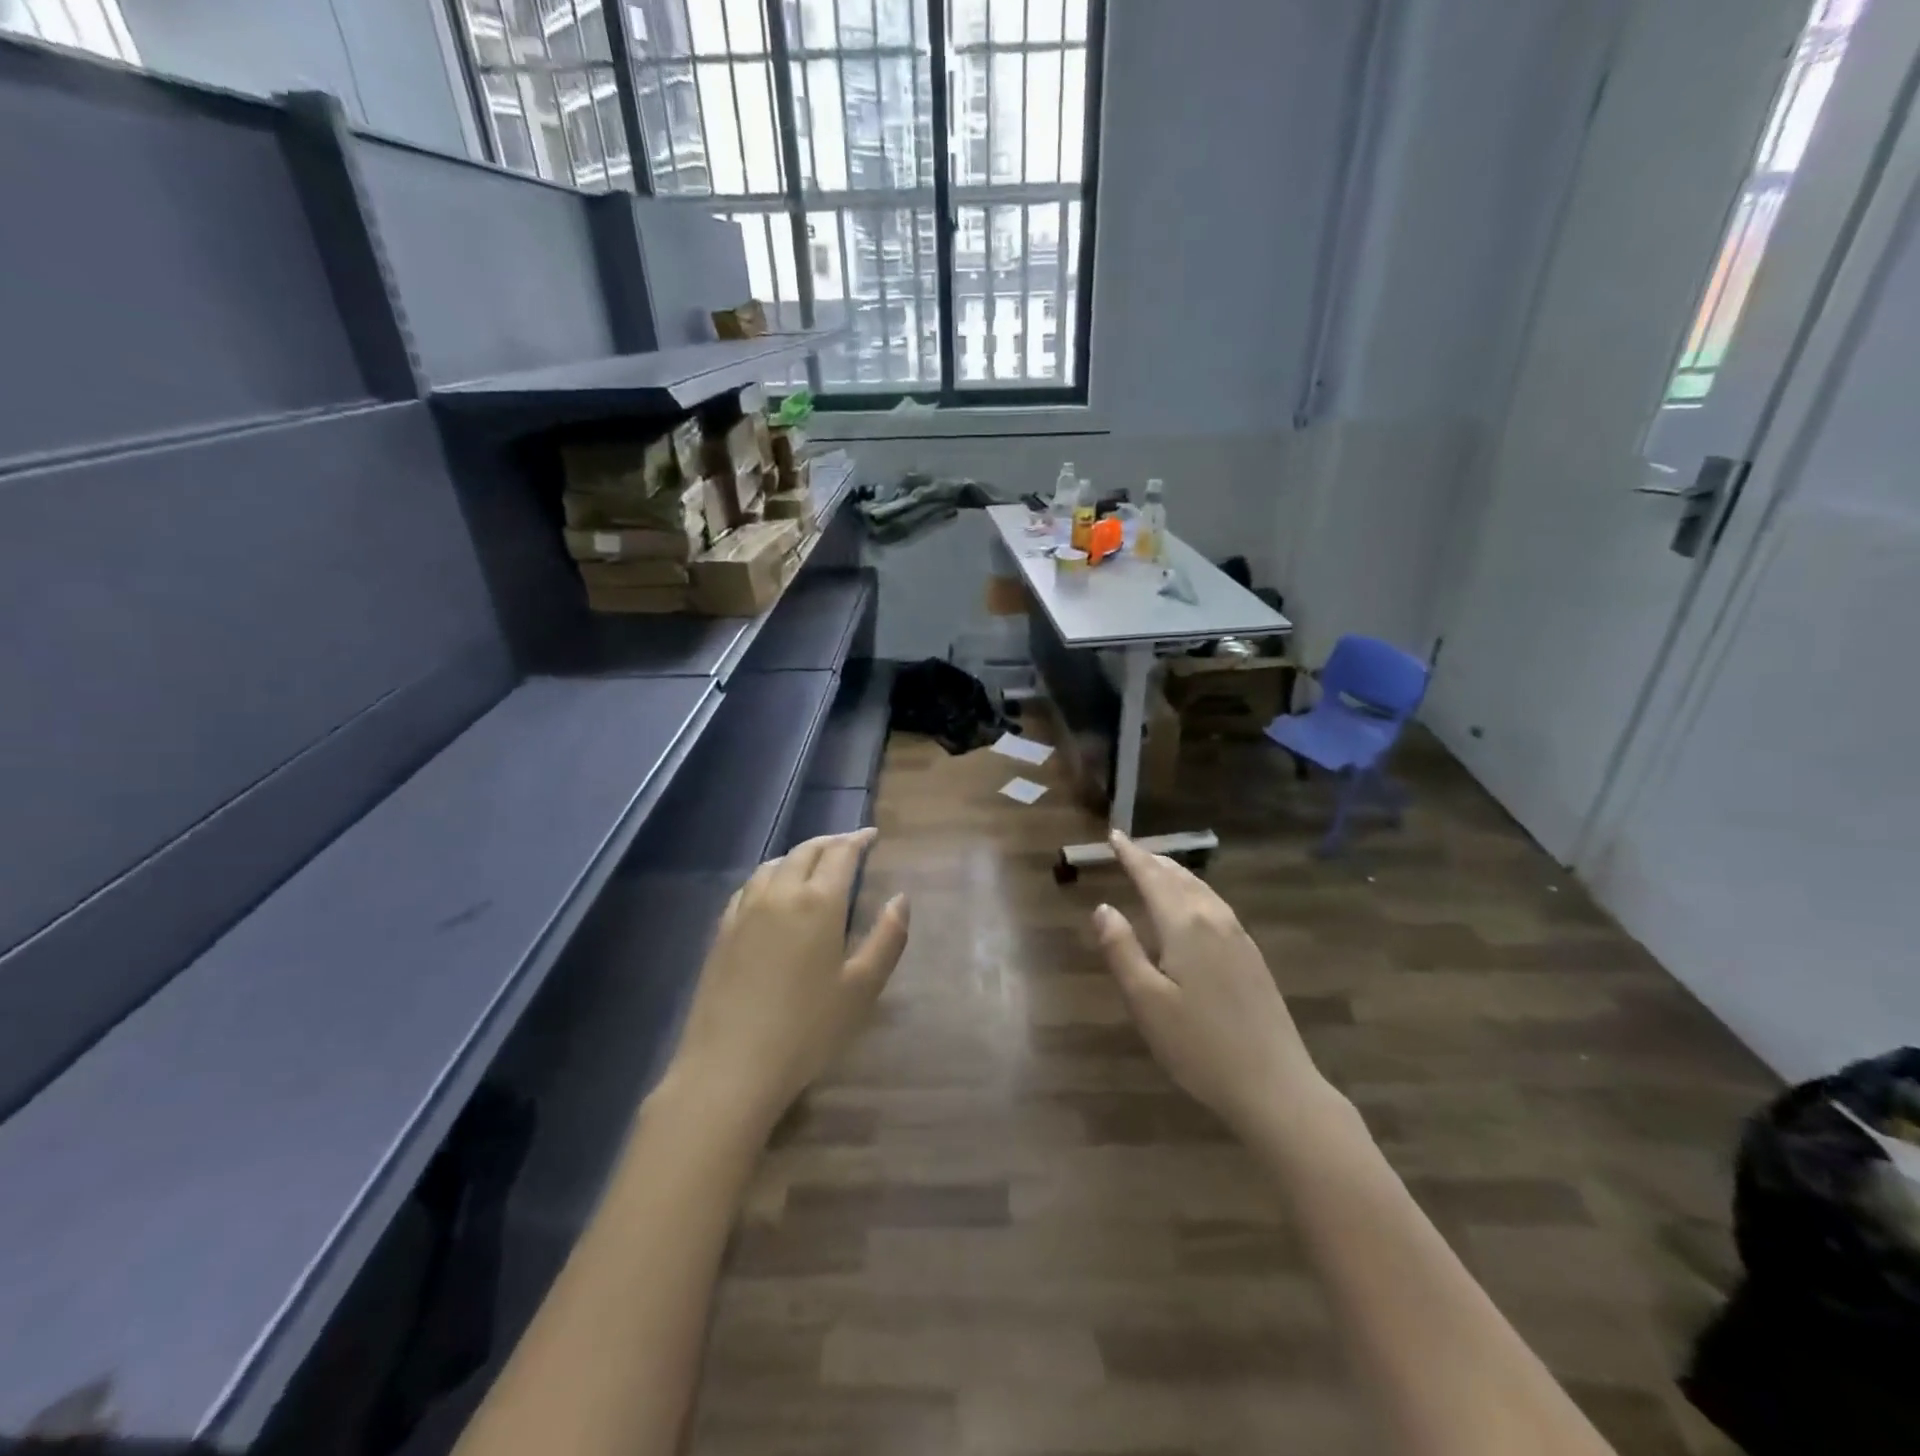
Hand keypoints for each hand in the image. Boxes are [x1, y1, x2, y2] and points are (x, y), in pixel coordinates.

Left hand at [663, 829, 908, 1134]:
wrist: (730, 1066)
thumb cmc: (807, 1029)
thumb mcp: (862, 988)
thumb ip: (887, 938)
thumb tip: (900, 898)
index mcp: (818, 902)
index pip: (841, 853)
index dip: (858, 840)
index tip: (872, 835)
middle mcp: (779, 894)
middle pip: (805, 851)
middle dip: (830, 842)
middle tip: (848, 846)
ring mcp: (745, 911)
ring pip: (773, 865)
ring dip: (798, 855)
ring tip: (812, 864)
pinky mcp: (722, 931)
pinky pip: (748, 887)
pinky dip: (769, 876)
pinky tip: (771, 893)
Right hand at [1094, 832, 1328, 1135]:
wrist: (1275, 1086)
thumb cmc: (1199, 1046)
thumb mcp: (1146, 1002)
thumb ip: (1122, 950)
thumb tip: (1103, 907)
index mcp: (1185, 925)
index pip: (1152, 878)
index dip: (1131, 856)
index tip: (1113, 836)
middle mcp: (1214, 920)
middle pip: (1179, 878)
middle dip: (1153, 861)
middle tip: (1130, 849)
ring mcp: (1239, 937)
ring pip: (1201, 890)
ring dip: (1175, 874)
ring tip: (1157, 868)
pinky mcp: (1253, 957)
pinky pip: (1216, 906)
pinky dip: (1195, 892)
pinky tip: (1194, 907)